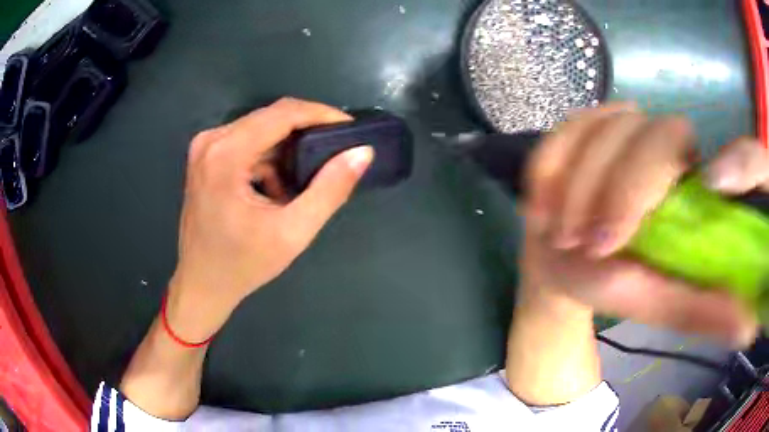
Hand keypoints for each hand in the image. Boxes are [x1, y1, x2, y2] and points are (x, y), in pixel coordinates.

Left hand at [167, 98, 372, 340]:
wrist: (202, 284)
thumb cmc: (243, 265)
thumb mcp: (293, 232)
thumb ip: (330, 190)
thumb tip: (362, 153)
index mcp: (226, 154)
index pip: (282, 113)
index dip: (321, 114)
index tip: (349, 128)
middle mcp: (211, 140)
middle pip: (270, 117)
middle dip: (307, 130)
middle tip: (337, 150)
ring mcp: (205, 147)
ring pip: (260, 129)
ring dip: (286, 149)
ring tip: (306, 179)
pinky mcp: (206, 157)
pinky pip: (246, 142)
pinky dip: (268, 159)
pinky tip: (276, 188)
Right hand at [521, 102, 765, 345]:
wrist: (561, 264)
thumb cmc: (612, 284)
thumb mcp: (658, 304)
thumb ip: (699, 310)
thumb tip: (748, 327)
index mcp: (683, 173)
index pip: (676, 143)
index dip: (646, 180)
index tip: (613, 239)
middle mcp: (654, 138)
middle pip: (639, 130)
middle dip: (611, 189)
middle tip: (585, 245)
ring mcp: (613, 127)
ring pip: (596, 128)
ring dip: (574, 185)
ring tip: (560, 234)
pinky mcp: (576, 128)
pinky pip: (560, 130)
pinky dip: (548, 166)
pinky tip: (541, 203)